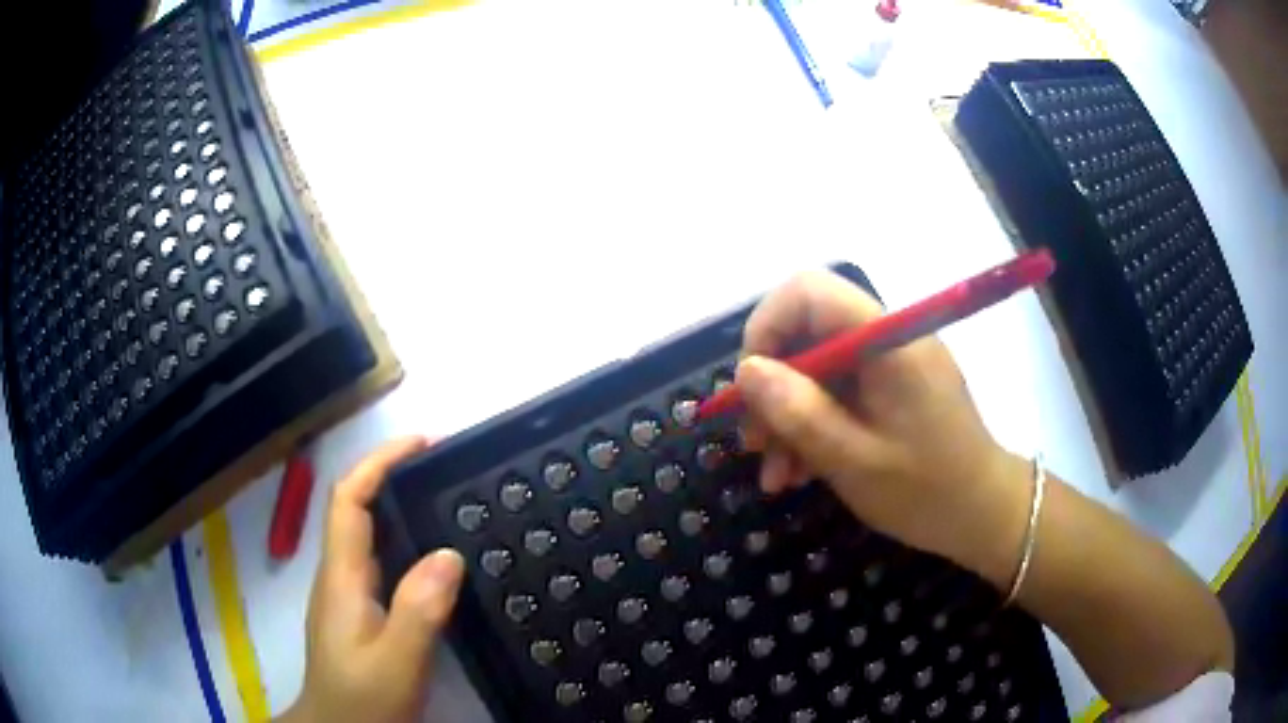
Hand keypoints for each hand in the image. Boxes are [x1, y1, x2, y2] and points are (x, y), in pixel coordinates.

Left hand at [278, 437, 465, 722]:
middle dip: (393, 476)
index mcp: (342, 577)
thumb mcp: (396, 661)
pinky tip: (435, 559)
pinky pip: (382, 562)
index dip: (379, 462)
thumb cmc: (362, 699)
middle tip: (445, 470)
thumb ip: (419, 610)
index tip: (421, 444)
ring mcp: (348, 594)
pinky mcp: (360, 612)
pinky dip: (406, 543)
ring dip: (400, 508)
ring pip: (369, 535)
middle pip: (357, 508)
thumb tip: (448, 553)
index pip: (349, 499)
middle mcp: (340, 575)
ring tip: (446, 503)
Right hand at [737, 270, 1031, 588]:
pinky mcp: (891, 388)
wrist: (984, 515)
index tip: (749, 387)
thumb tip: (745, 371)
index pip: (809, 291)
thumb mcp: (854, 461)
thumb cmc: (927, 491)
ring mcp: (889, 364)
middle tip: (755, 444)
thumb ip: (799, 412)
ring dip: (788, 417)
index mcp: (886, 340)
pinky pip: (838, 392)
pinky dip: (813, 426)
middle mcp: (886, 338)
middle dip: (772, 386)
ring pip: (816, 368)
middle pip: (807, 332)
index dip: (767, 327)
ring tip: (777, 475)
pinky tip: (800, 472)